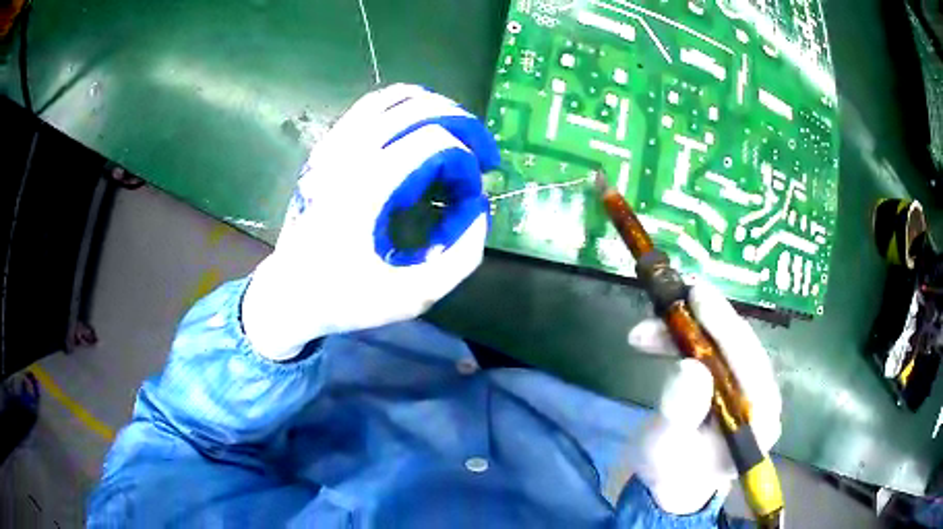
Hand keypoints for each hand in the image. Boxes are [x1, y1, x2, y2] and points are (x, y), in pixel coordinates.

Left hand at [242, 84, 498, 359]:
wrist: (288, 294)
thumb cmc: (345, 299)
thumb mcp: (412, 296)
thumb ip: (460, 257)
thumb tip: (478, 206)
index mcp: (365, 189)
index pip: (434, 142)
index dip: (466, 162)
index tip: (472, 195)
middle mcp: (347, 156)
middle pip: (417, 109)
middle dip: (462, 124)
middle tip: (481, 155)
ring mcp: (332, 147)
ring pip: (391, 97)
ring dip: (433, 108)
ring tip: (456, 134)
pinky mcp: (325, 148)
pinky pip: (369, 107)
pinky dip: (403, 107)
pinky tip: (418, 129)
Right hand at [625, 283, 781, 514]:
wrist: (671, 483)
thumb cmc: (668, 471)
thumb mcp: (664, 448)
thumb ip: (679, 413)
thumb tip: (690, 368)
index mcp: (759, 423)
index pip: (749, 366)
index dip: (724, 328)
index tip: (697, 297)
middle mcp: (764, 402)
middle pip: (741, 349)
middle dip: (704, 322)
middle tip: (672, 295)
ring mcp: (752, 391)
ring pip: (726, 345)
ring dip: (687, 331)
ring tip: (646, 330)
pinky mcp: (736, 384)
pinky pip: (716, 351)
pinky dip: (686, 340)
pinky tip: (657, 338)